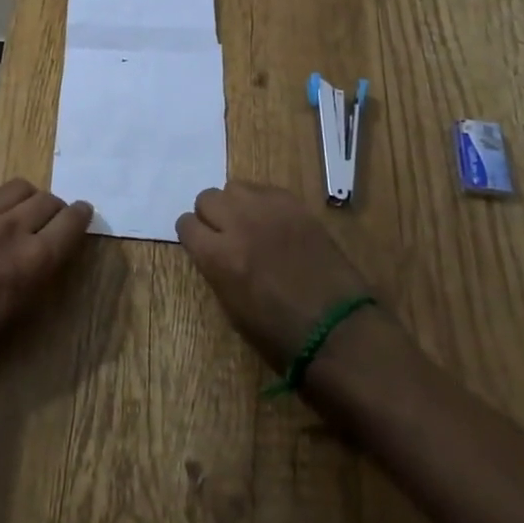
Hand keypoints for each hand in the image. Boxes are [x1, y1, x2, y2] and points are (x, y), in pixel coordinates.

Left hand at [0, 179, 92, 362]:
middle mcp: (14, 229)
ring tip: (25, 214)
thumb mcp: (30, 301)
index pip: (71, 220)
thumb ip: (49, 263)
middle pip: (49, 200)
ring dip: (31, 199)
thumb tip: (62, 238)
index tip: (83, 213)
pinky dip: (6, 200)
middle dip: (57, 209)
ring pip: (23, 188)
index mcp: (35, 258)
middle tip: (52, 220)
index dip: (81, 214)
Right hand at [176, 180, 383, 371]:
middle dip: (212, 216)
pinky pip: (266, 190)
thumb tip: (212, 248)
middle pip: (207, 198)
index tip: (202, 245)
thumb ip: (215, 267)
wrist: (338, 331)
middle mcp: (238, 224)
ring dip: (236, 205)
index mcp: (218, 256)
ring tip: (250, 224)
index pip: (185, 224)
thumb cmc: (280, 335)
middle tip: (226, 234)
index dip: (193, 236)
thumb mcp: (231, 307)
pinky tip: (275, 223)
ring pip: (235, 187)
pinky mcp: (295, 205)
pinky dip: (264, 203)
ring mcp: (269, 210)